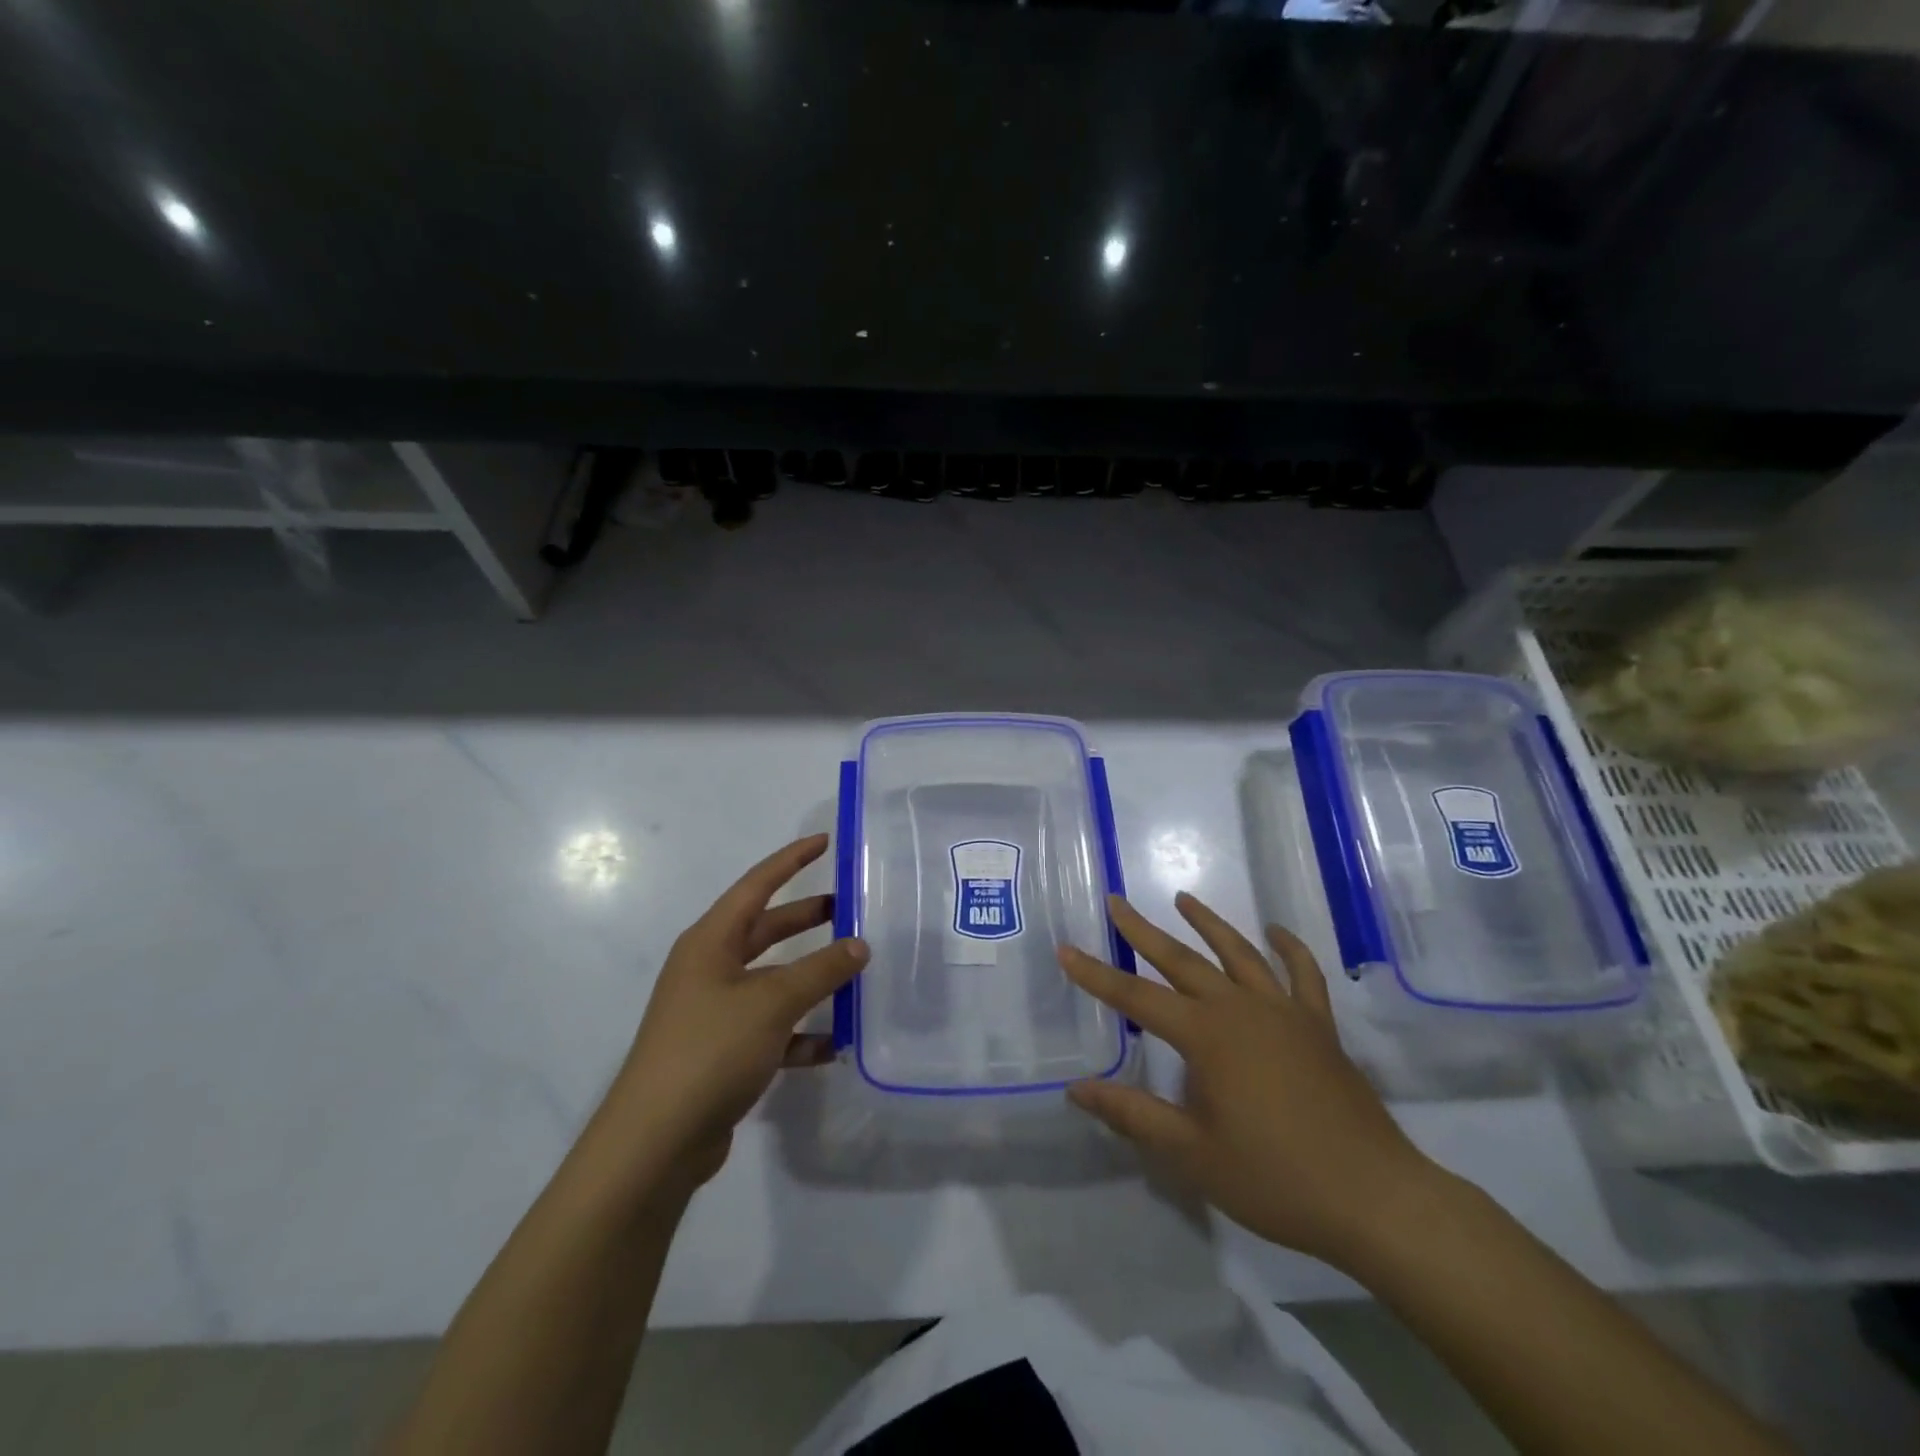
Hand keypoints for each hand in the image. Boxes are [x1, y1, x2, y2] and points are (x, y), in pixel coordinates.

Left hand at [601, 834, 866, 1189]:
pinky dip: (801, 1031)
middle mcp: (709, 969)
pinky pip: (771, 1028)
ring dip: (811, 978)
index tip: (825, 841)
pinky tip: (834, 1043)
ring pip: (773, 980)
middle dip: (807, 918)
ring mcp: (714, 1012)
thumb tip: (859, 945)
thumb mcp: (772, 1002)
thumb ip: (820, 970)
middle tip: (851, 908)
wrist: (655, 1143)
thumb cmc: (710, 1050)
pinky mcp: (722, 1052)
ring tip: (856, 974)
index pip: (756, 885)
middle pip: (766, 930)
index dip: (791, 860)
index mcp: (711, 942)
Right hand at [1059, 892, 1445, 1269]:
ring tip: (1183, 899)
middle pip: (1181, 960)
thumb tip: (1077, 1089)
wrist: (1375, 1199)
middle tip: (1117, 902)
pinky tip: (1277, 931)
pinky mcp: (1319, 1026)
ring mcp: (1284, 1012)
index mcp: (1207, 1037)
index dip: (1097, 975)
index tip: (1066, 948)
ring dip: (1208, 923)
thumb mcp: (1192, 1154)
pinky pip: (1302, 975)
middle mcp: (1241, 1010)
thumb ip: (1133, 1115)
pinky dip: (1289, 948)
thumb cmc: (1276, 1179)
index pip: (1136, 998)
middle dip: (1143, 931)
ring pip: (1239, 953)